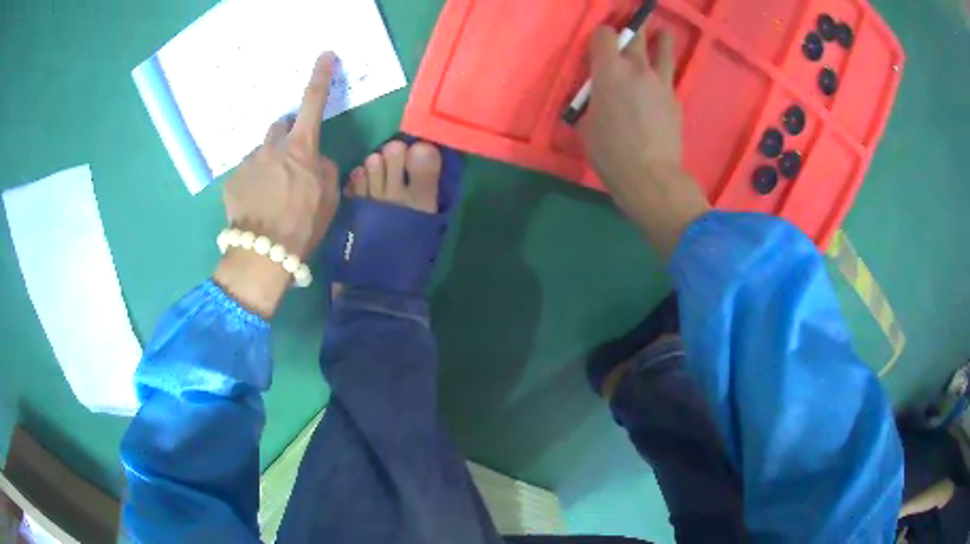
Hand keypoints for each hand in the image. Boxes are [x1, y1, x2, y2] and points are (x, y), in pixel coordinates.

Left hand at [214, 52, 340, 318]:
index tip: (324, 56)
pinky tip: (255, 205)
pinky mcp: (231, 180)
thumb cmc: (302, 226)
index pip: (313, 103)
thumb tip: (316, 159)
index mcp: (300, 148)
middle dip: (287, 135)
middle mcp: (272, 147)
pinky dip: (253, 181)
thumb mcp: (329, 198)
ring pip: (261, 151)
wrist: (262, 255)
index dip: (321, 77)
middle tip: (290, 163)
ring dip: (268, 163)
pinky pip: (246, 171)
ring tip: (270, 195)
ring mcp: (248, 162)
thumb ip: (325, 169)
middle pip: (280, 126)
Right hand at [580, 28, 709, 257]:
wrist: (651, 176)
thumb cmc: (610, 152)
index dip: (601, 35)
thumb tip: (598, 92)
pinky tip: (661, 80)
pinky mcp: (675, 98)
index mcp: (609, 71)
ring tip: (663, 33)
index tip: (599, 43)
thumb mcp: (587, 123)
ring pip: (663, 49)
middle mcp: (637, 68)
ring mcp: (661, 82)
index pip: (605, 34)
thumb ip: (592, 98)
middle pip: (635, 35)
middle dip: (630, 30)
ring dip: (660, 39)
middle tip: (630, 30)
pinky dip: (664, 72)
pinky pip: (669, 76)